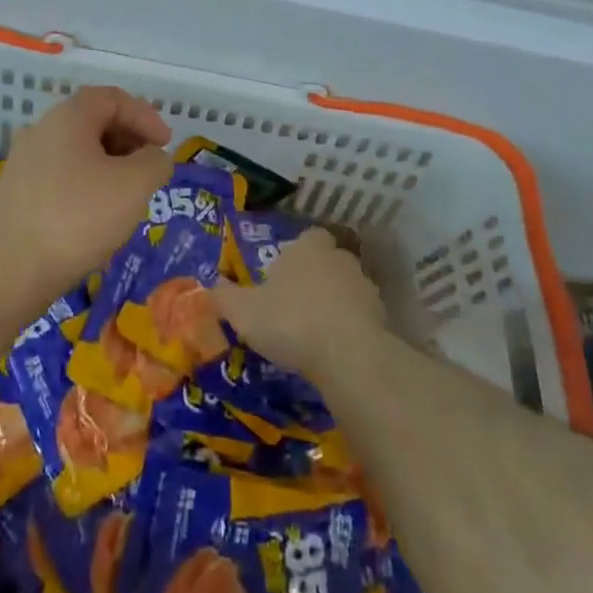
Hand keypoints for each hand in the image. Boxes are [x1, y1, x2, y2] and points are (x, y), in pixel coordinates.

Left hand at [0, 86, 171, 305]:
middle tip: (150, 169)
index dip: (145, 115)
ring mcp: (24, 163)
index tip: (166, 145)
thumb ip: (154, 162)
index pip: (112, 98)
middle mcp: (41, 131)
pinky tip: (96, 218)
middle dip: (128, 140)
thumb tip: (152, 157)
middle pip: (93, 121)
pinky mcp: (17, 195)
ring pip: (77, 151)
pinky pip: (61, 176)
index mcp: (67, 117)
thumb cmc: (77, 219)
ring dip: (109, 165)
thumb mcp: (133, 186)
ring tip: (128, 197)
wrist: (7, 273)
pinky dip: (87, 185)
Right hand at [213, 228, 387, 377]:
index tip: (282, 277)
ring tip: (313, 335)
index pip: (307, 237)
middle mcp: (339, 258)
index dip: (296, 254)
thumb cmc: (290, 321)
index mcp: (307, 247)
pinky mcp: (382, 318)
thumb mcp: (243, 311)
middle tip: (294, 306)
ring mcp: (365, 287)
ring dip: (334, 306)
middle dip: (314, 280)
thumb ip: (224, 296)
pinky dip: (349, 330)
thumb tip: (210, 286)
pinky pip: (361, 319)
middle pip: (327, 262)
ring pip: (346, 290)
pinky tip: (334, 353)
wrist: (348, 355)